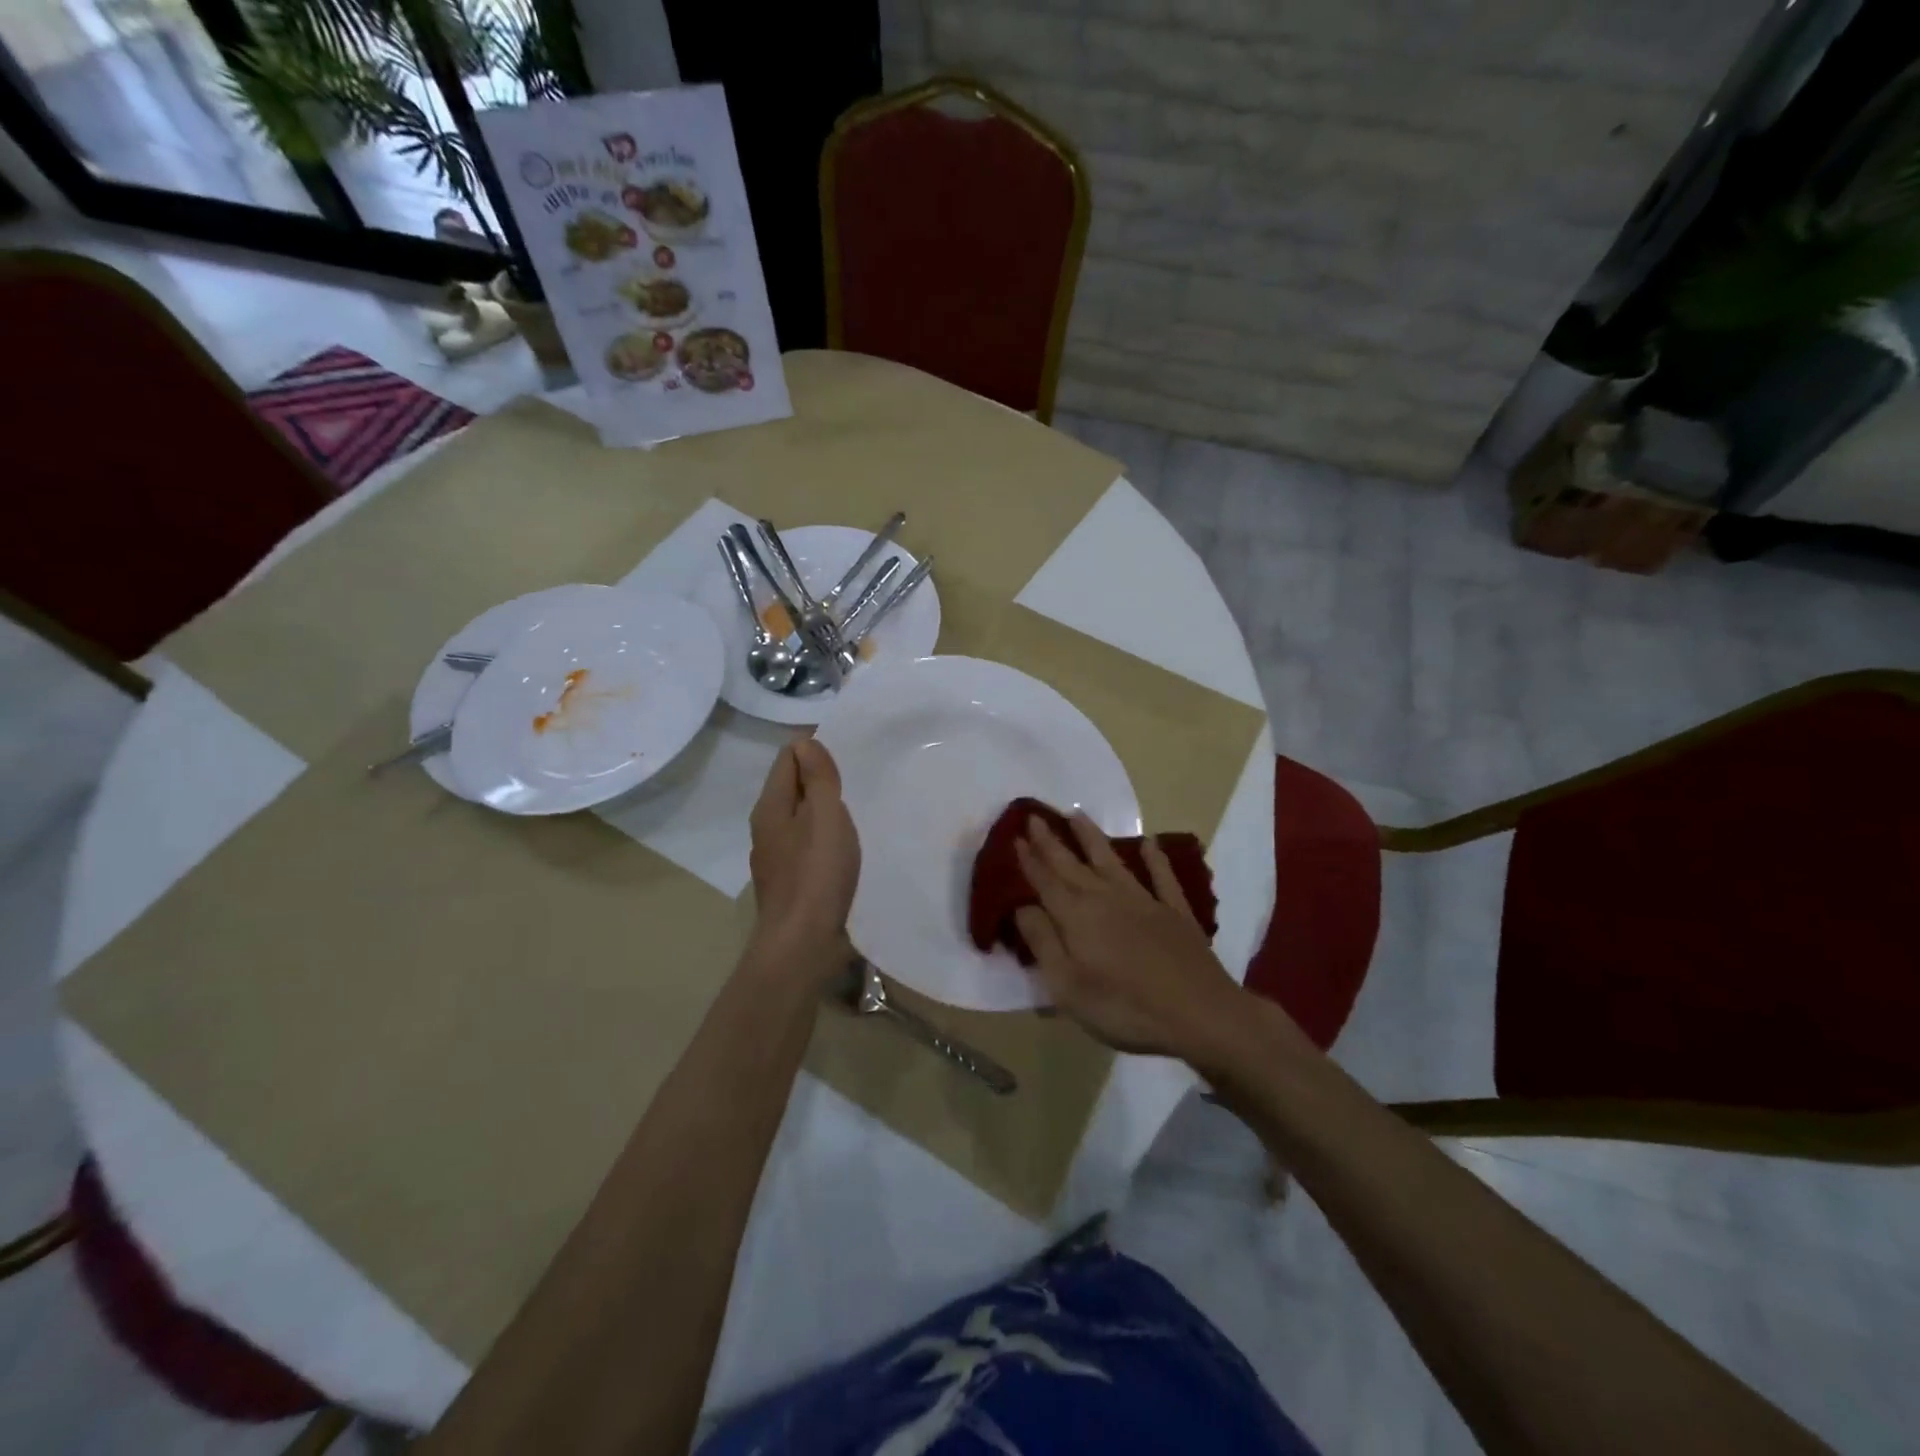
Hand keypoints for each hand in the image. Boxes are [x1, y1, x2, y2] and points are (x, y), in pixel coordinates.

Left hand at [747, 739, 859, 975]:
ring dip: (828, 810)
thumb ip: (817, 778)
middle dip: (824, 778)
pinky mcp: (793, 882)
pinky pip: (811, 845)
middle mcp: (768, 828)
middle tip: (862, 777)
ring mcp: (778, 858)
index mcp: (771, 807)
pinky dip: (828, 838)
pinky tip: (851, 847)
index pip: (787, 758)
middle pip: (794, 788)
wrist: (803, 946)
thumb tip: (805, 743)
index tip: (850, 753)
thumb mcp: (824, 816)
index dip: (816, 748)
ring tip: (862, 809)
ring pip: (804, 819)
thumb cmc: (816, 874)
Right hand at [1014, 813, 1245, 1061]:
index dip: (1029, 861)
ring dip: (1092, 838)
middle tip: (1035, 817)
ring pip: (1111, 861)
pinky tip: (1149, 843)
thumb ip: (1043, 943)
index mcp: (1077, 916)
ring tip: (1077, 815)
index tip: (1015, 838)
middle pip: (1072, 865)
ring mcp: (1144, 901)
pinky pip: (1161, 876)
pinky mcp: (1175, 911)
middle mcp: (1106, 898)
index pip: (1046, 882)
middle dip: (1051, 842)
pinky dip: (1155, 858)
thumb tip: (1023, 907)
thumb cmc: (1125, 1007)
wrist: (1200, 1013)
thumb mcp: (1068, 987)